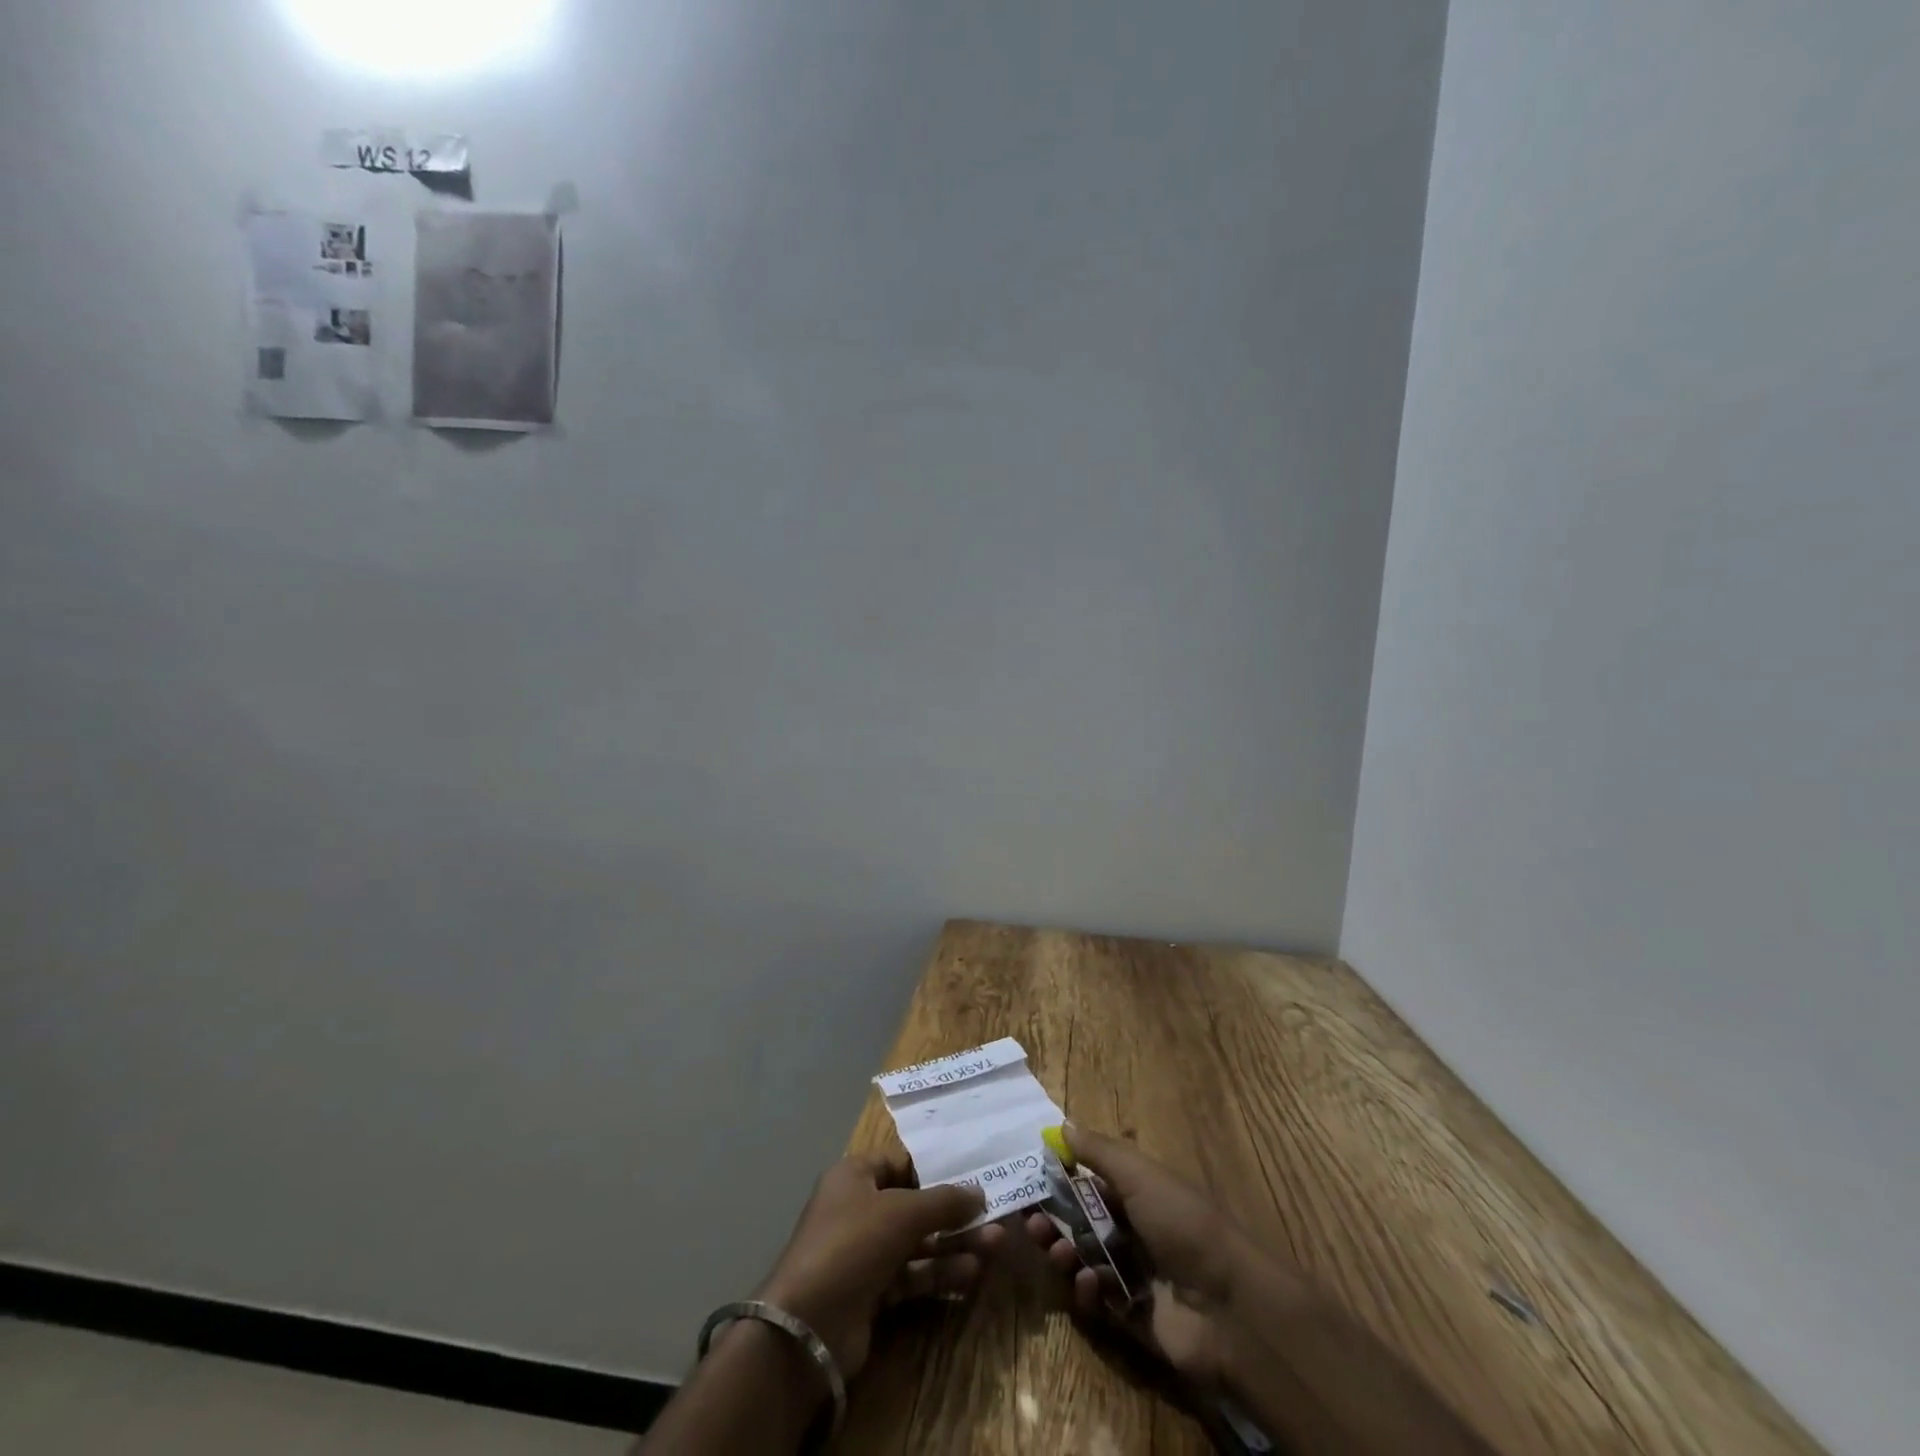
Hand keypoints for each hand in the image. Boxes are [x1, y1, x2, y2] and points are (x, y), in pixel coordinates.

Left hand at [760, 1153, 1004, 1378]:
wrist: (809, 1327)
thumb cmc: (852, 1244)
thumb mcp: (902, 1212)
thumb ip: (943, 1201)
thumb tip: (979, 1192)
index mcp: (854, 1176)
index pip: (901, 1163)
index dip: (935, 1169)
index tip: (973, 1174)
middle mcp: (858, 1209)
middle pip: (913, 1205)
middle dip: (953, 1212)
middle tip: (993, 1215)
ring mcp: (864, 1253)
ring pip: (917, 1243)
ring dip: (953, 1244)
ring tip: (994, 1245)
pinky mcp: (872, 1293)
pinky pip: (912, 1275)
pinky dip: (939, 1274)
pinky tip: (971, 1274)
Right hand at [1024, 1125, 1258, 1387]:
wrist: (1230, 1307)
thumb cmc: (1183, 1225)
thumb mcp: (1140, 1175)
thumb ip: (1098, 1151)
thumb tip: (1062, 1123)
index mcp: (1140, 1194)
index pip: (1091, 1182)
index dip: (1061, 1179)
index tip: (1031, 1177)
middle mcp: (1135, 1232)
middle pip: (1083, 1223)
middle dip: (1055, 1220)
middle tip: (1032, 1221)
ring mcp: (1135, 1277)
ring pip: (1085, 1261)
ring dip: (1065, 1252)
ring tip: (1058, 1250)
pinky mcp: (1133, 1320)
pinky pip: (1099, 1303)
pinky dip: (1087, 1292)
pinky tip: (1087, 1283)